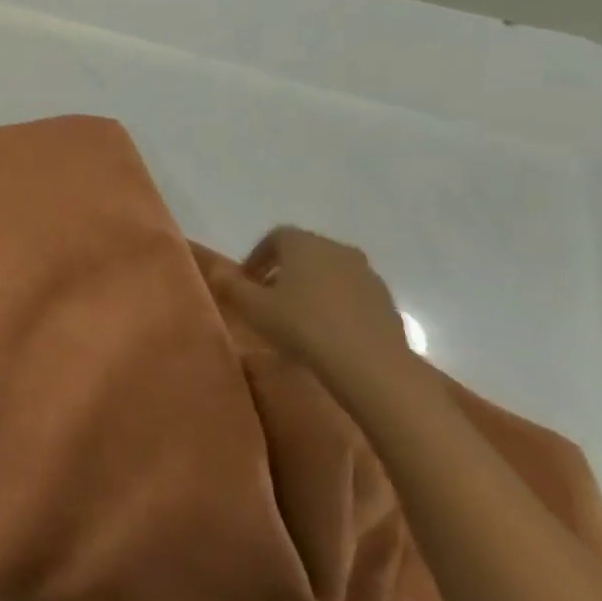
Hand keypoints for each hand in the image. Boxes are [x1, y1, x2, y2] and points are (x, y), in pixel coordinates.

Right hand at [201, 226, 411, 378]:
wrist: (370, 363)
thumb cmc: (303, 326)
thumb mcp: (253, 307)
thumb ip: (230, 285)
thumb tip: (216, 269)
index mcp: (304, 243)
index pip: (275, 237)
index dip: (257, 257)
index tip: (246, 281)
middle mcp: (337, 249)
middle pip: (304, 253)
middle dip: (283, 271)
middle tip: (267, 299)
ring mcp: (366, 274)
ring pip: (329, 273)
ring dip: (310, 287)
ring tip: (296, 317)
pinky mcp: (385, 300)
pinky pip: (350, 293)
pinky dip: (334, 303)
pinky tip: (325, 331)